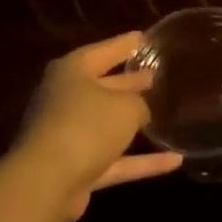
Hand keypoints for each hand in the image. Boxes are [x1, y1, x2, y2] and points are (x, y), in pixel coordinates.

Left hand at [13, 31, 182, 221]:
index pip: (104, 51)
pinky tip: (174, 161)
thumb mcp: (125, 106)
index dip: (127, 44)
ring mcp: (68, 135)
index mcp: (72, 72)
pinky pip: (114, 159)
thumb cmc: (86, 126)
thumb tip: (139, 111)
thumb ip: (139, 103)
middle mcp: (66, 99)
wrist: (46, 183)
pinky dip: (141, 161)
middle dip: (128, 82)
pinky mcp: (76, 168)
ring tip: (165, 112)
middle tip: (154, 75)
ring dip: (132, 121)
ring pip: (107, 123)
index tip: (146, 38)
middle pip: (102, 86)